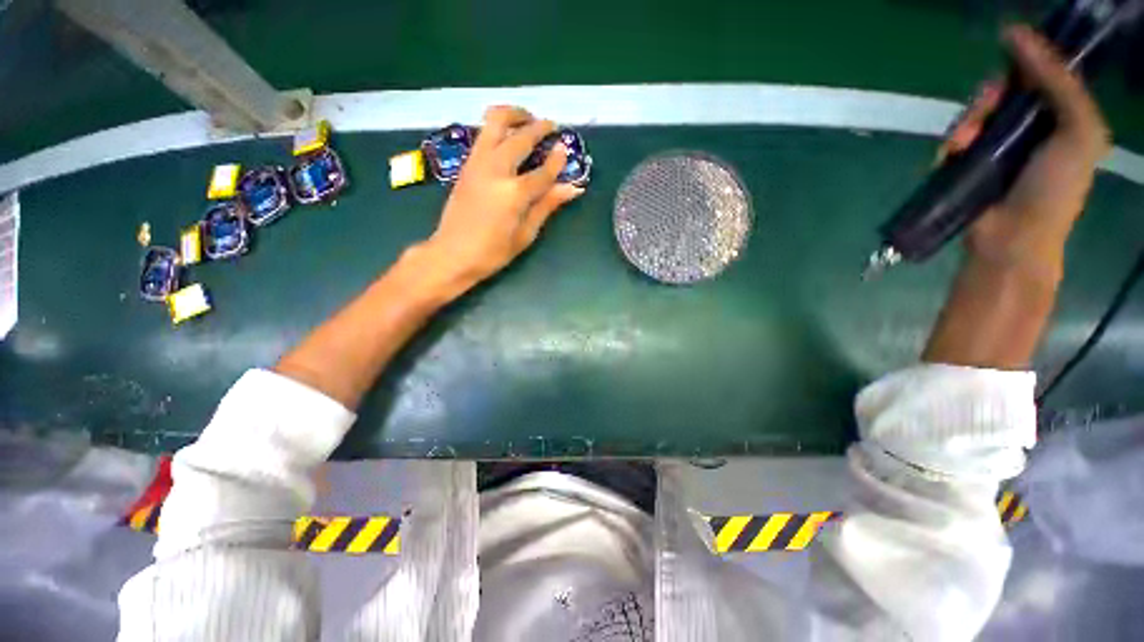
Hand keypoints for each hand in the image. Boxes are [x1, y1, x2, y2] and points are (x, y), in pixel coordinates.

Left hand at [420, 106, 583, 291]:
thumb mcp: (525, 234)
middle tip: (551, 125)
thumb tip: (572, 188)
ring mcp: (477, 163)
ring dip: (513, 114)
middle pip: (520, 138)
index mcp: (514, 194)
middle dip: (539, 127)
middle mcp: (496, 170)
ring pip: (495, 123)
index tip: (566, 148)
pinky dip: (497, 126)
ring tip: (527, 119)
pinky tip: (507, 135)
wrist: (452, 254)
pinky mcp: (466, 164)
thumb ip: (547, 206)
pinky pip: (483, 134)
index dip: (557, 160)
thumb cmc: (492, 252)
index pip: (543, 171)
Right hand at [943, 25, 1110, 274]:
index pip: (1041, 76)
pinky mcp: (968, 166)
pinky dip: (951, 143)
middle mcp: (1031, 129)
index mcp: (1063, 119)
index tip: (1008, 50)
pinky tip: (952, 153)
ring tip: (964, 140)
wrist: (1014, 238)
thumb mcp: (1079, 130)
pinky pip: (954, 141)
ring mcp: (997, 148)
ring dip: (968, 119)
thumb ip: (1061, 82)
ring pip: (976, 115)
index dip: (1025, 59)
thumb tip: (1018, 35)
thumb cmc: (1055, 188)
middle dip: (992, 94)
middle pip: (1004, 93)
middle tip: (989, 99)